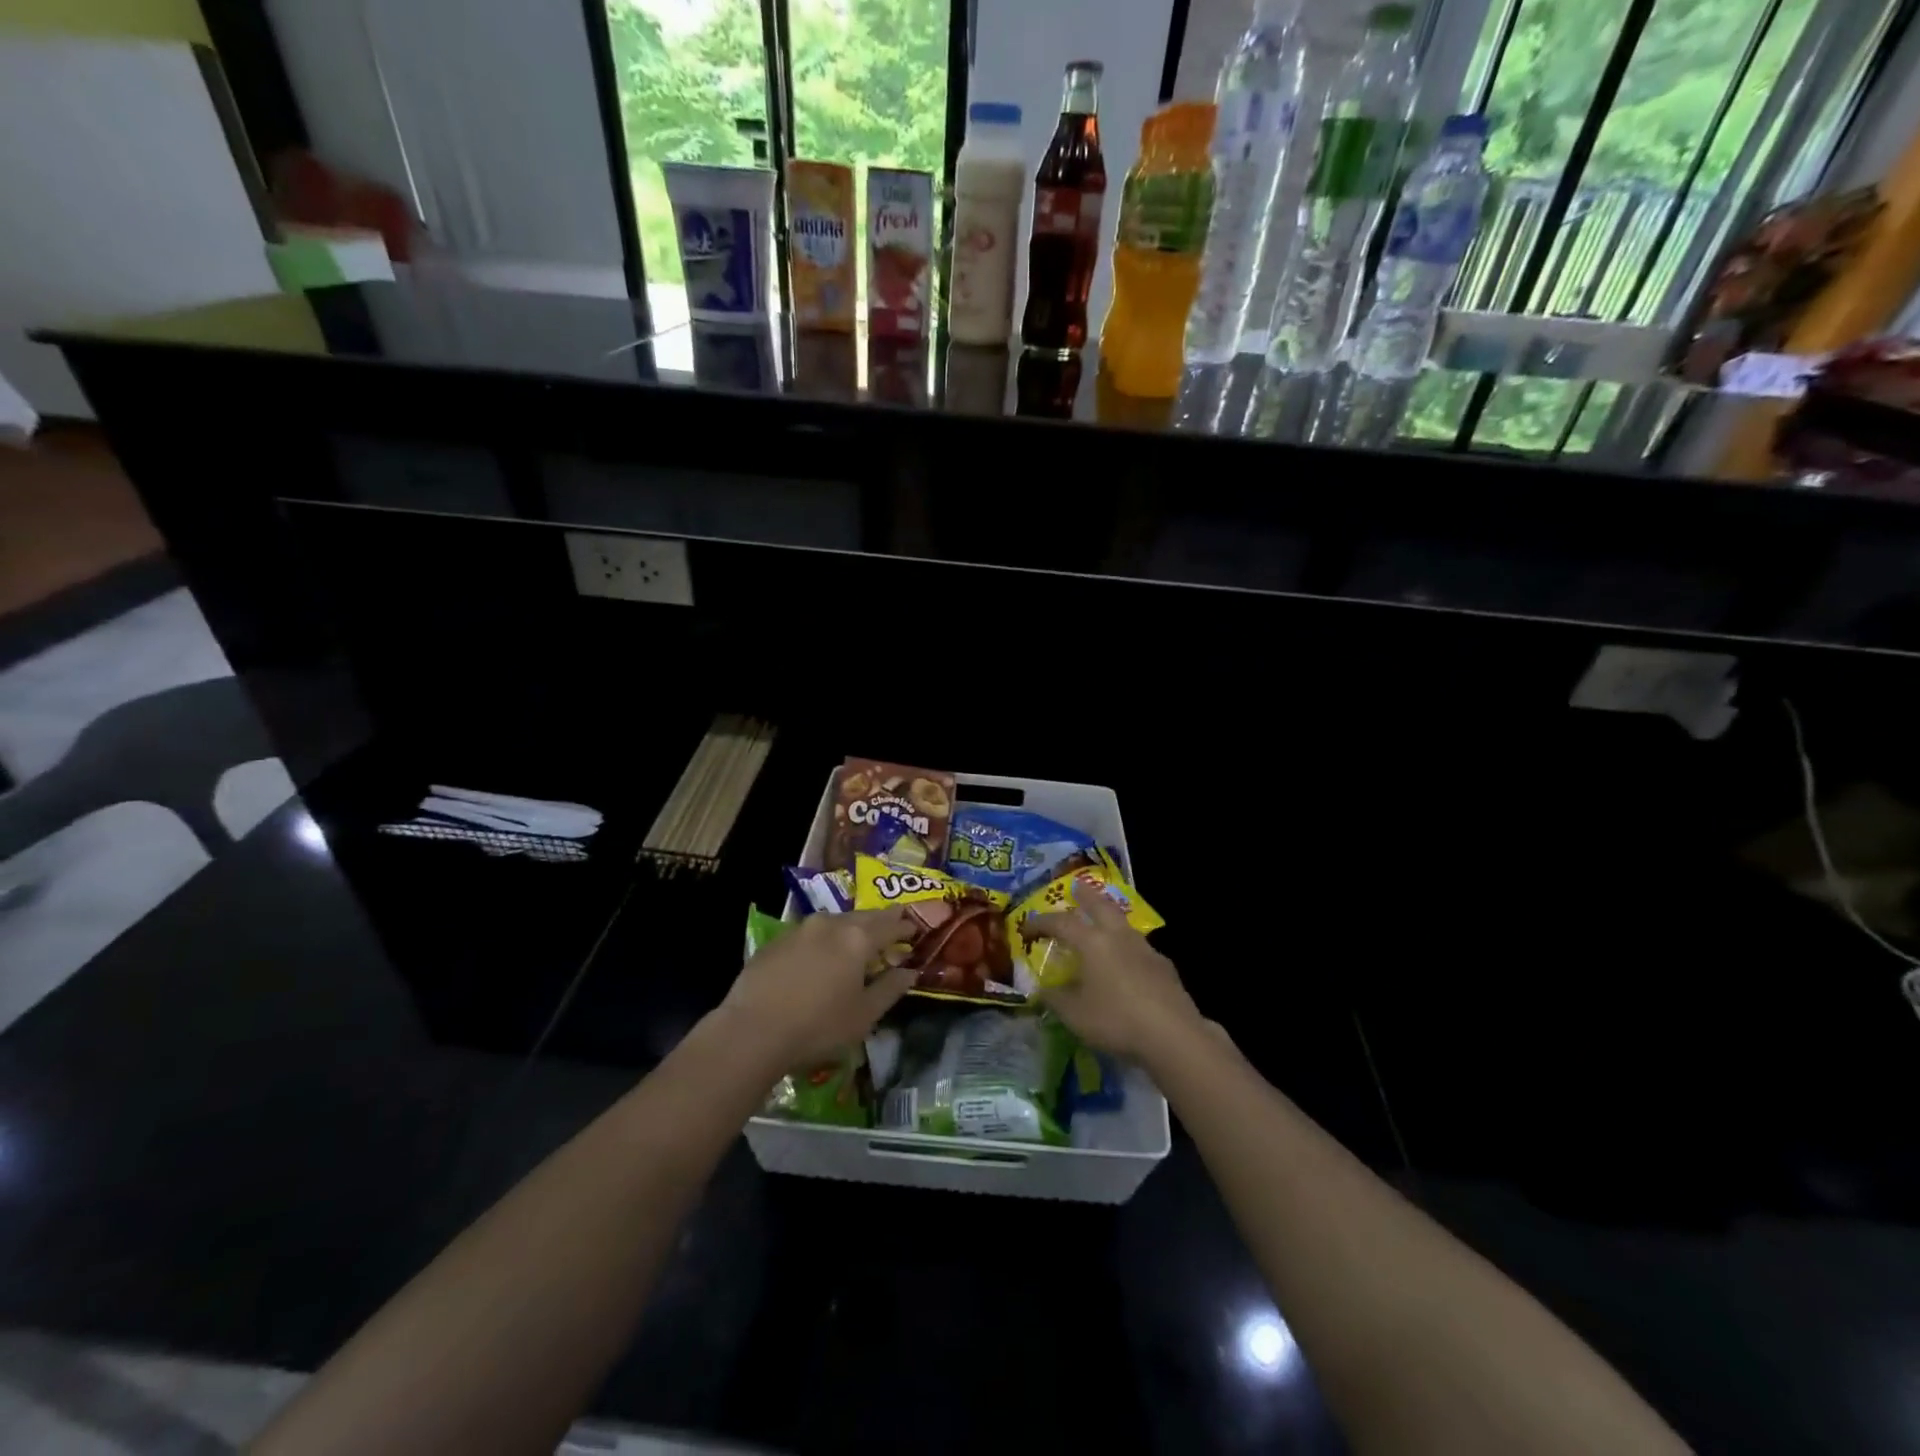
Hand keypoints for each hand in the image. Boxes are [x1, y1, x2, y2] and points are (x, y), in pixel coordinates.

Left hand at [719, 909, 915, 1071]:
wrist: (752, 1031)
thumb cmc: (818, 1026)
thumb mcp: (864, 1015)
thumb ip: (890, 989)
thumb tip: (910, 972)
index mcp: (857, 938)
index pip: (889, 924)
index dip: (904, 926)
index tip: (914, 928)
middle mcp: (830, 924)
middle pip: (862, 916)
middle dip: (879, 921)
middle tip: (890, 926)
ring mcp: (799, 929)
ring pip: (834, 921)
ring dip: (849, 927)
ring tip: (855, 940)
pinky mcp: (776, 941)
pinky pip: (809, 934)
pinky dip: (823, 939)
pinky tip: (820, 956)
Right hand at [1026, 891, 1201, 1065]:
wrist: (1173, 1035)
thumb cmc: (1116, 1020)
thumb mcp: (1074, 1015)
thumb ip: (1055, 999)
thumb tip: (1041, 990)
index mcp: (1092, 943)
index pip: (1060, 923)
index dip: (1041, 923)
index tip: (1026, 929)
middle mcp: (1119, 937)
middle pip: (1100, 906)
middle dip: (1086, 896)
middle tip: (1077, 887)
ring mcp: (1145, 949)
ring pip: (1123, 924)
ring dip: (1110, 918)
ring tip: (1103, 923)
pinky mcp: (1164, 966)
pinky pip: (1139, 947)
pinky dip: (1127, 947)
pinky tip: (1128, 963)